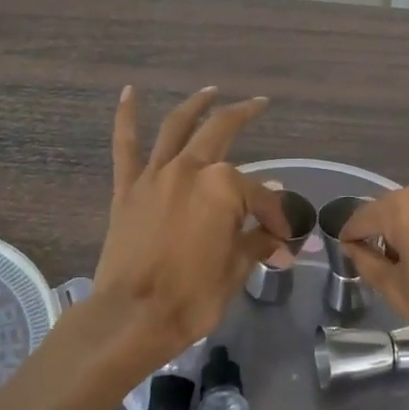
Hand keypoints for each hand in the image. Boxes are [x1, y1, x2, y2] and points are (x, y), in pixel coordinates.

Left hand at [86, 86, 289, 371]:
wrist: (131, 318)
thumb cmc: (192, 297)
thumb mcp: (236, 270)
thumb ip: (257, 240)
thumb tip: (278, 233)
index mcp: (224, 188)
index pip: (261, 194)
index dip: (276, 215)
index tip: (283, 237)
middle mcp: (191, 169)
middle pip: (222, 133)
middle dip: (244, 116)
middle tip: (259, 105)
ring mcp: (156, 176)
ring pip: (177, 127)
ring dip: (196, 105)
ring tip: (210, 91)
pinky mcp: (127, 188)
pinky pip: (126, 146)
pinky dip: (127, 117)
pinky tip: (130, 93)